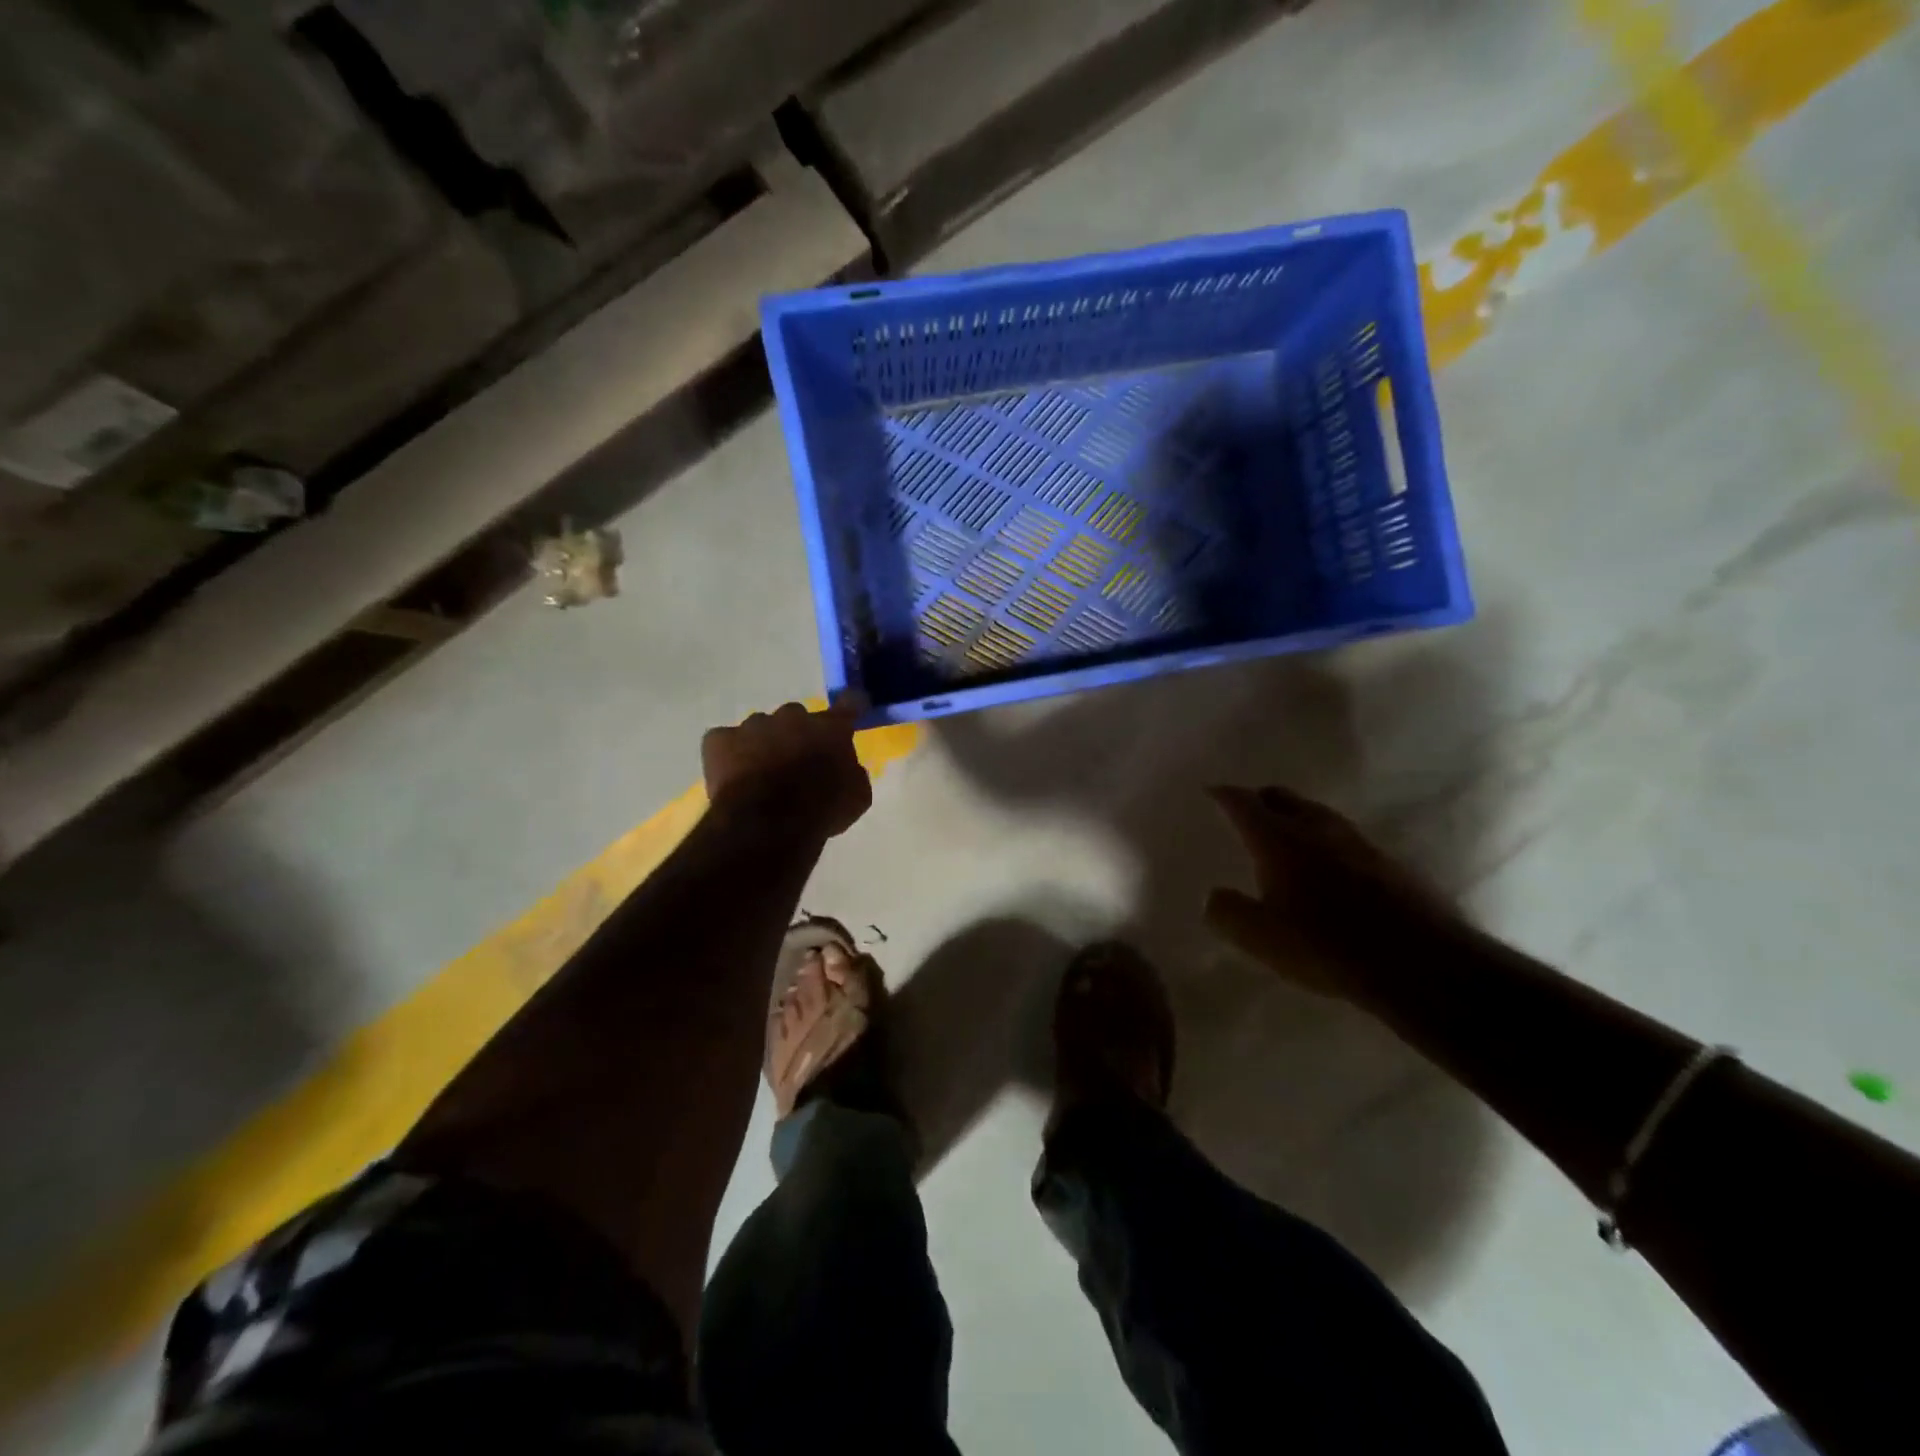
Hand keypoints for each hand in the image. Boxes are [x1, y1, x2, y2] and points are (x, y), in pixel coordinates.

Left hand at [701, 701, 871, 838]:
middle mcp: (792, 717)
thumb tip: (846, 766)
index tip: (851, 709)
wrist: (768, 824)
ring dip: (764, 744)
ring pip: (760, 727)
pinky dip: (729, 754)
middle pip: (797, 716)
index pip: (849, 703)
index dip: (851, 706)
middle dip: (798, 734)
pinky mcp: (719, 739)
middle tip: (797, 761)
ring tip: (761, 774)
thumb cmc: (821, 811)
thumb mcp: (857, 797)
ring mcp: (753, 725)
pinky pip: (726, 740)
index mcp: (830, 728)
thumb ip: (852, 772)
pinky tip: (733, 776)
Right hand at [1204, 785, 1459, 998]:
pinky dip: (1326, 842)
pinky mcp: (1390, 864)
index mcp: (1279, 840)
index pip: (1244, 804)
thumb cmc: (1327, 946)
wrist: (1421, 962)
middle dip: (1261, 799)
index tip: (1211, 790)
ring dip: (1297, 817)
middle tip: (1247, 808)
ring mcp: (1358, 843)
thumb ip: (1229, 912)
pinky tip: (1328, 866)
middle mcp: (1317, 830)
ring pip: (1318, 815)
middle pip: (1284, 798)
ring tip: (1286, 833)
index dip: (1225, 795)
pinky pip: (1346, 840)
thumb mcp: (1261, 938)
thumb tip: (1214, 896)